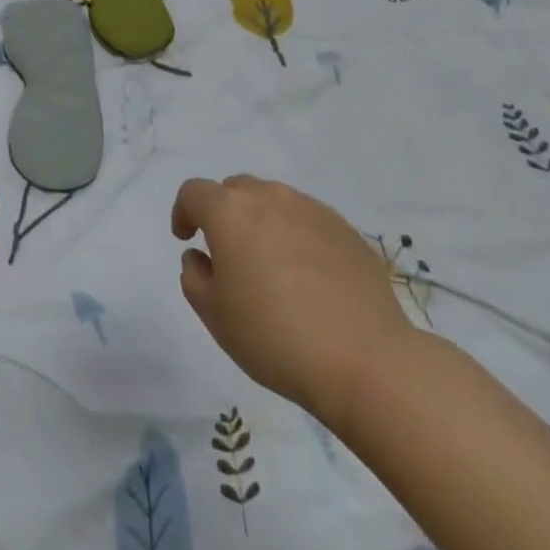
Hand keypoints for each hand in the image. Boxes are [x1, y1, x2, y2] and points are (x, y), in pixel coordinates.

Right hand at [172, 175, 419, 411]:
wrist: (366, 360)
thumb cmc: (275, 337)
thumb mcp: (215, 317)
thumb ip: (195, 277)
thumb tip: (201, 257)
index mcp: (230, 212)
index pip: (194, 192)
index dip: (183, 212)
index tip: (186, 239)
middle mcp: (269, 197)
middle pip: (235, 190)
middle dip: (223, 213)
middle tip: (227, 253)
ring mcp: (311, 209)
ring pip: (273, 201)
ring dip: (261, 222)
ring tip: (269, 265)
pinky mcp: (346, 229)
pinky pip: (307, 220)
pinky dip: (296, 236)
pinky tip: (308, 277)